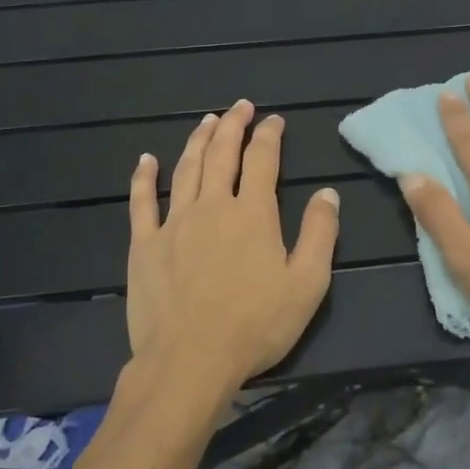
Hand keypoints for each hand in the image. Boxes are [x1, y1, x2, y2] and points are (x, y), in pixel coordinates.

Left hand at [126, 99, 338, 398]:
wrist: (189, 362)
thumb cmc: (255, 326)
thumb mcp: (307, 284)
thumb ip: (320, 233)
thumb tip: (327, 193)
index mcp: (252, 213)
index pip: (262, 160)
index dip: (269, 135)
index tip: (274, 120)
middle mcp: (212, 206)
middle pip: (222, 153)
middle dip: (233, 125)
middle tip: (241, 106)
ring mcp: (174, 223)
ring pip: (186, 169)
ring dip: (198, 140)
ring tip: (207, 120)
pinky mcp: (145, 245)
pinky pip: (142, 202)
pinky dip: (144, 177)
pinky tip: (145, 159)